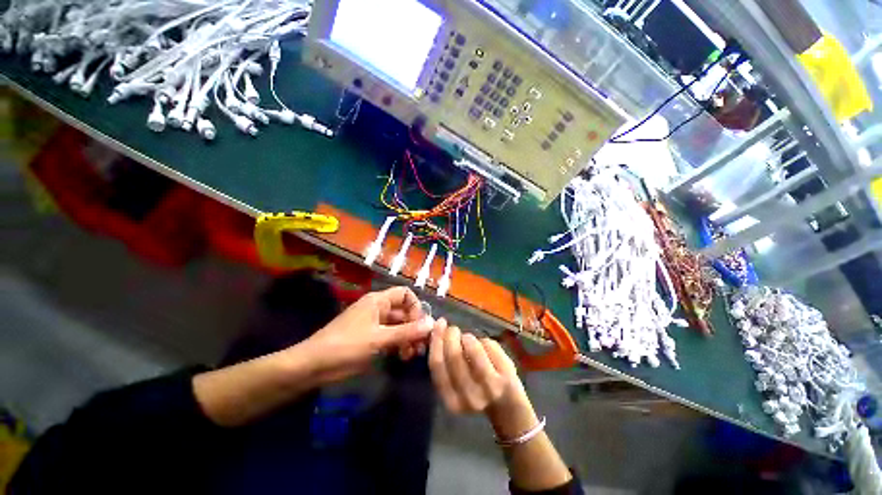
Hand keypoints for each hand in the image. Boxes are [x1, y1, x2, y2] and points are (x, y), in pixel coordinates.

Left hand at [303, 286, 432, 383]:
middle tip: (421, 345)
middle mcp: (379, 309)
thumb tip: (432, 324)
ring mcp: (375, 324)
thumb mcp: (379, 338)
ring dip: (408, 338)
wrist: (313, 366)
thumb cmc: (347, 346)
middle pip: (404, 312)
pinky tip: (402, 357)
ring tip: (411, 354)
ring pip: (399, 326)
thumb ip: (407, 331)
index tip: (420, 325)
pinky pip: (391, 337)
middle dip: (414, 327)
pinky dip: (398, 345)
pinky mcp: (371, 338)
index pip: (405, 294)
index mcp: (379, 301)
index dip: (416, 307)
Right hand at [428, 319, 525, 414]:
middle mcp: (469, 396)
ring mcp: (490, 387)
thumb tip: (437, 329)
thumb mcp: (455, 383)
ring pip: (473, 350)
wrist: (507, 406)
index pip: (437, 365)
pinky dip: (483, 340)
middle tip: (452, 329)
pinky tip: (483, 344)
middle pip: (454, 356)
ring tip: (468, 338)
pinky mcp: (506, 376)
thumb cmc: (475, 388)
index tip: (438, 325)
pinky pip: (489, 347)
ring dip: (467, 337)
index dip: (436, 340)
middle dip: (451, 335)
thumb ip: (444, 361)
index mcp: (451, 400)